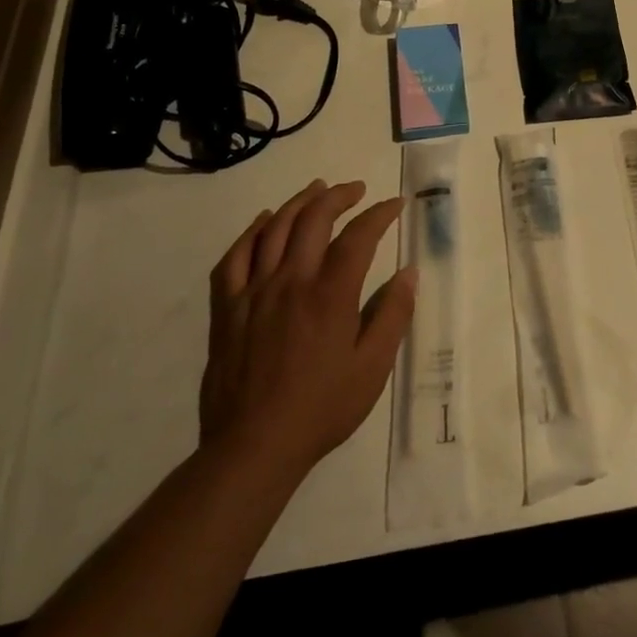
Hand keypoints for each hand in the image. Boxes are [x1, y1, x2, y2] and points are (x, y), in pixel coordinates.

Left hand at [200, 179, 415, 480]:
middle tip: (356, 190)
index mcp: (330, 295)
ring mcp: (254, 292)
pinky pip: (234, 257)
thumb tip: (409, 273)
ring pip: (275, 230)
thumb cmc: (321, 408)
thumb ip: (393, 315)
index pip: (359, 236)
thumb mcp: (373, 368)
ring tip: (316, 190)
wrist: (254, 447)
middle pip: (314, 219)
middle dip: (339, 196)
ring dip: (299, 203)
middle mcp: (291, 282)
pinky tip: (265, 222)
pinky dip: (251, 232)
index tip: (394, 205)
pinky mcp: (227, 309)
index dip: (379, 214)